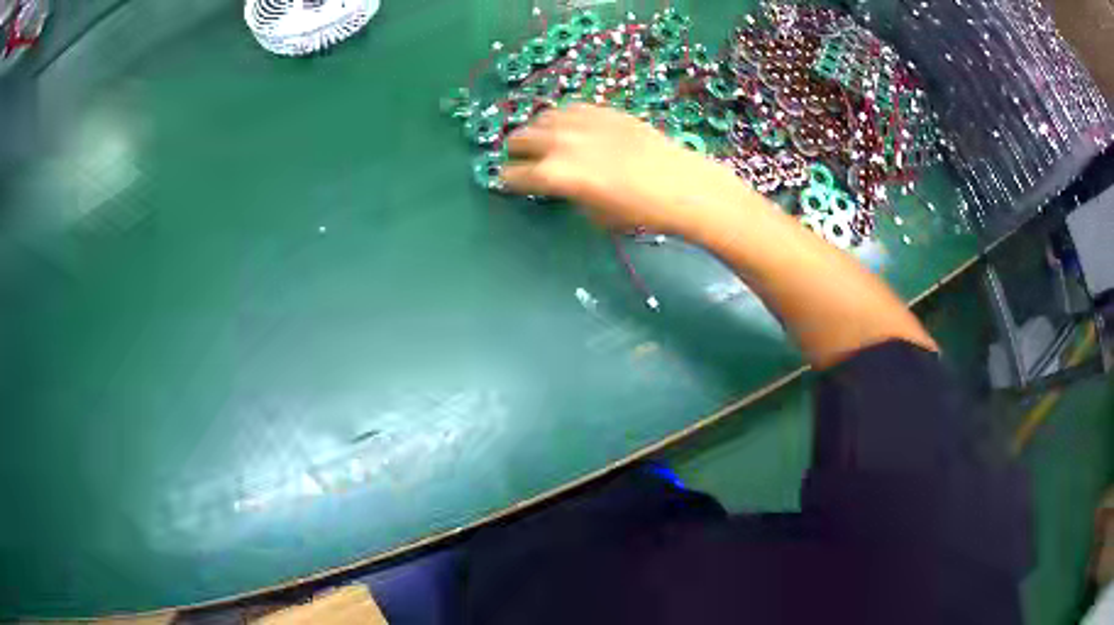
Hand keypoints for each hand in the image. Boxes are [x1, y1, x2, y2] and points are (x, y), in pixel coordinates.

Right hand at [501, 104, 753, 236]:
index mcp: (554, 175)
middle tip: (521, 159)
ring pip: (541, 118)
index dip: (509, 180)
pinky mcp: (601, 110)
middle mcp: (560, 143)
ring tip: (541, 139)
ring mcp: (580, 122)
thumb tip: (561, 183)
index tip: (509, 182)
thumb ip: (568, 193)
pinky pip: (569, 109)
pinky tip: (567, 126)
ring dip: (536, 130)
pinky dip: (561, 118)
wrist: (679, 184)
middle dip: (516, 151)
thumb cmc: (637, 211)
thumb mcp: (593, 213)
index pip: (515, 174)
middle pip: (520, 139)